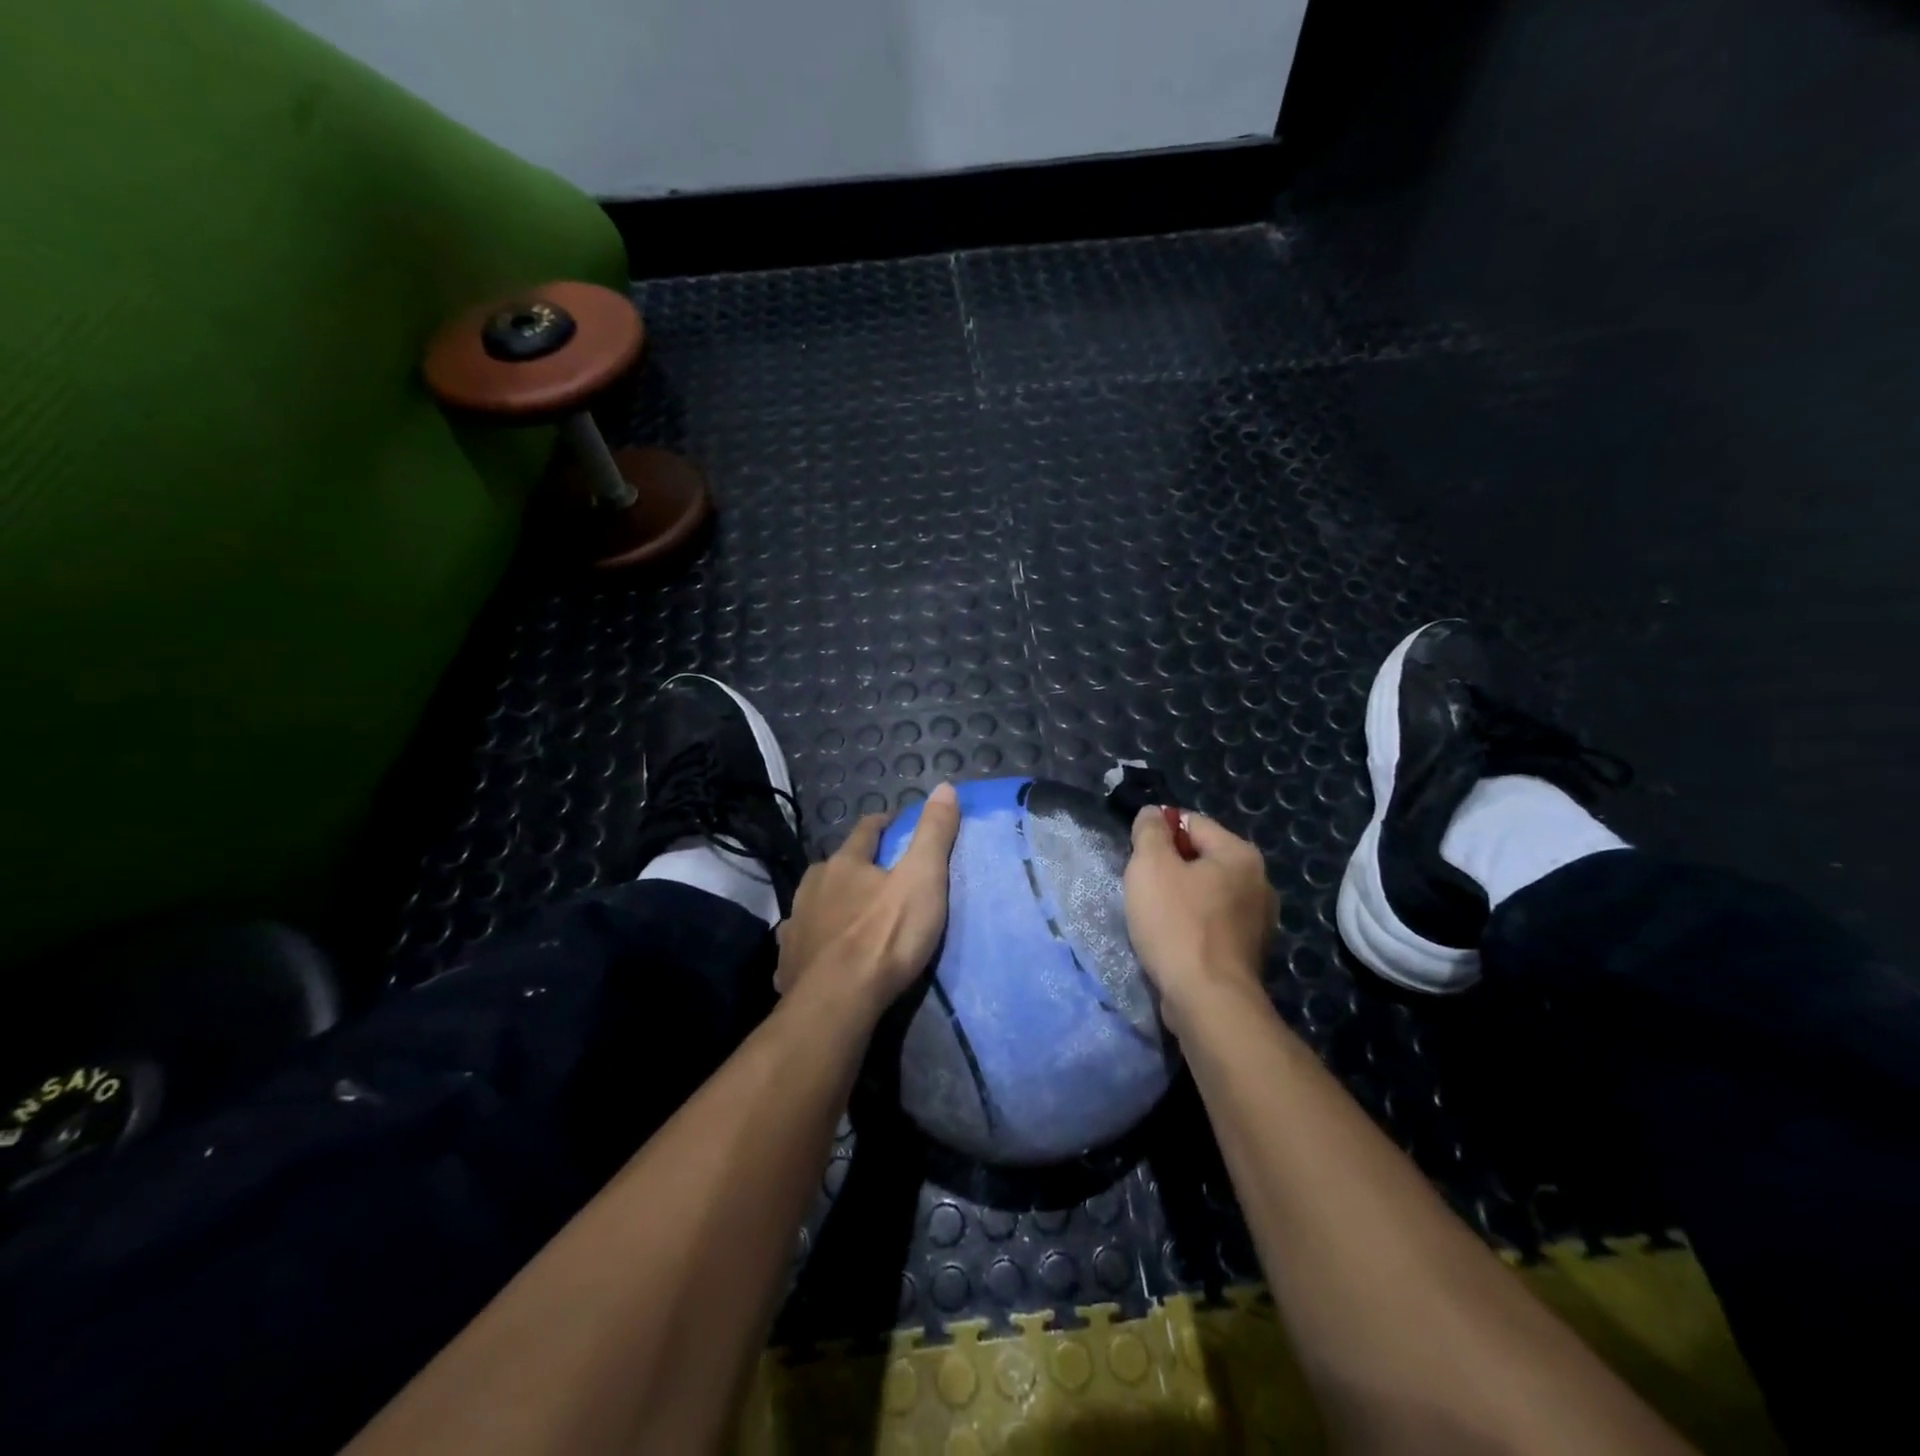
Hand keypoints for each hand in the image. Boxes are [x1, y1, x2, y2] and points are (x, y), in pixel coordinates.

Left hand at [775, 782, 962, 1009]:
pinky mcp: (788, 961)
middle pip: (836, 865)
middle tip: (878, 877)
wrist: (838, 1001)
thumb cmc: (885, 935)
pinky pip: (801, 941)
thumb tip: (944, 786)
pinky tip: (820, 951)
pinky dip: (813, 939)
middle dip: (855, 866)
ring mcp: (795, 924)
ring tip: (850, 913)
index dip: (884, 823)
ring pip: (814, 902)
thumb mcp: (922, 879)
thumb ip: (934, 834)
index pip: (866, 830)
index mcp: (845, 863)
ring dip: (831, 902)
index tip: (897, 823)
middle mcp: (813, 886)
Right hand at [1124, 807, 1276, 1032]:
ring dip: (1180, 898)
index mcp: (1240, 855)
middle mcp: (1259, 882)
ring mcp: (1259, 920)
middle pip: (1201, 858)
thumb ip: (1149, 832)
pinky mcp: (1249, 952)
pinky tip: (1173, 940)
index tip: (1136, 855)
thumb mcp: (1150, 866)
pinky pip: (1213, 923)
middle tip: (1142, 888)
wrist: (1208, 1001)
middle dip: (1169, 868)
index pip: (1192, 823)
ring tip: (1154, 917)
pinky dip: (1192, 925)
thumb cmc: (1177, 924)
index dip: (1159, 833)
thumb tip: (1153, 814)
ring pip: (1206, 893)